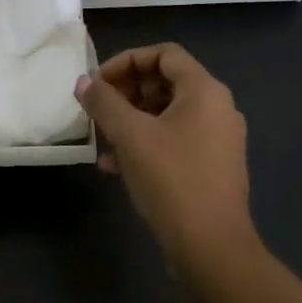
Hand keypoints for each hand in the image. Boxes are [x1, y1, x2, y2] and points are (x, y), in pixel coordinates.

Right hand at [74, 43, 259, 279]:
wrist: (212, 248)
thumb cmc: (172, 180)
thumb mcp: (130, 136)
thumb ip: (104, 103)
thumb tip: (84, 83)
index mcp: (205, 91)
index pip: (164, 54)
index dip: (126, 61)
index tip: (98, 82)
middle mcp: (217, 109)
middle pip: (165, 83)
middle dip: (125, 92)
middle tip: (97, 109)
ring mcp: (217, 140)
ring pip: (166, 115)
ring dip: (130, 120)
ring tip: (101, 138)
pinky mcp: (211, 168)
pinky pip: (174, 141)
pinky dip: (145, 144)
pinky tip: (114, 166)